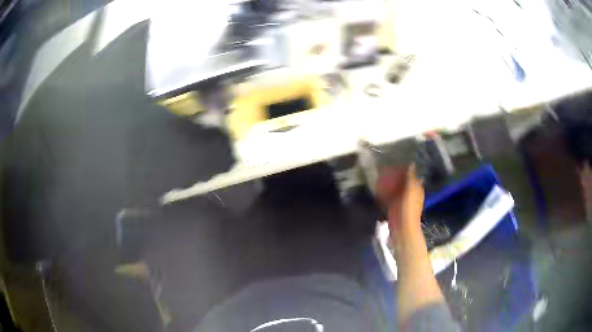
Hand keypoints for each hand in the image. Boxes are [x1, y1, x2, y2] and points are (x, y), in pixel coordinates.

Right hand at [376, 165, 424, 240]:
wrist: (402, 228)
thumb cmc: (408, 209)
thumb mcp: (411, 191)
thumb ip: (410, 178)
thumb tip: (411, 164)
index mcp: (416, 189)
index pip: (411, 175)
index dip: (405, 169)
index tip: (396, 162)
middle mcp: (409, 193)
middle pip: (401, 181)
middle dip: (394, 175)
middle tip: (385, 167)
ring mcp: (400, 200)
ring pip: (394, 188)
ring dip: (388, 183)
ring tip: (379, 175)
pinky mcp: (393, 206)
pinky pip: (387, 196)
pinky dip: (383, 192)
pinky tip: (376, 187)